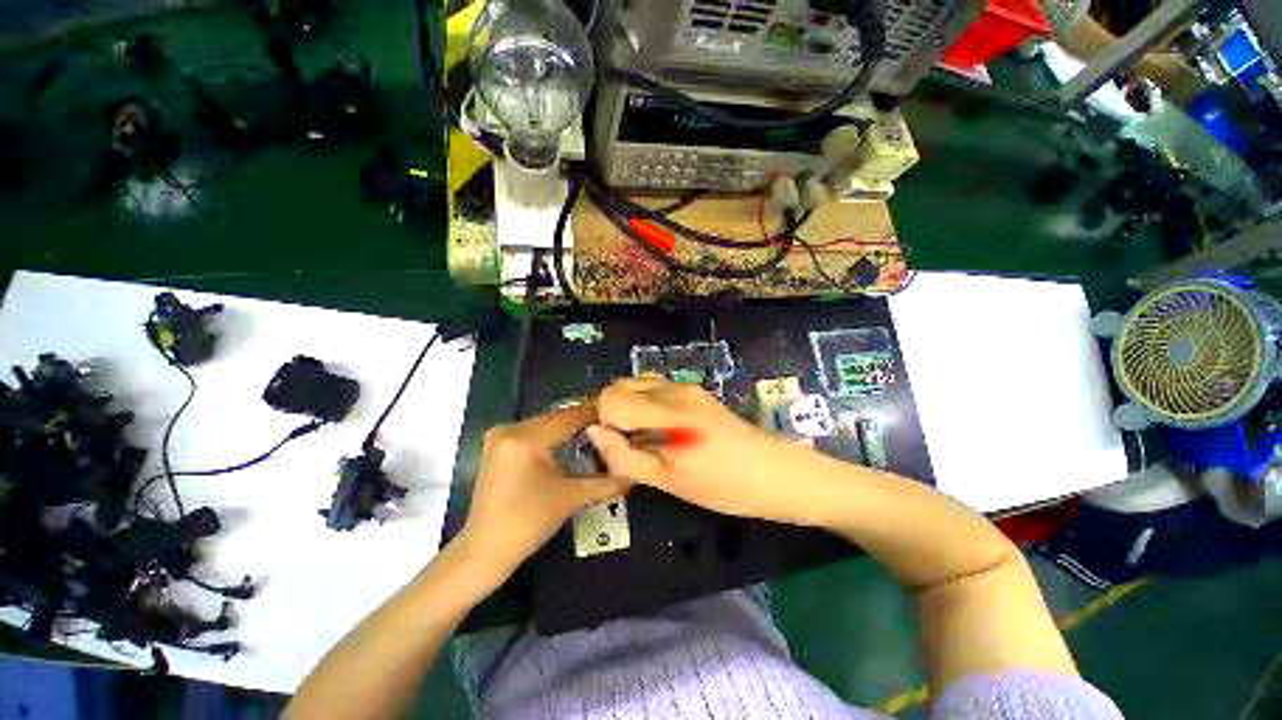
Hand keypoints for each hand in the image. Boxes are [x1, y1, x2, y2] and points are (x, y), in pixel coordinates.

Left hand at [458, 403, 631, 575]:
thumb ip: (606, 482)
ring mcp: (500, 436)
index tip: (621, 414)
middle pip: (558, 417)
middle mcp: (510, 428)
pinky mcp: (498, 446)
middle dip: (586, 421)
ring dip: (570, 428)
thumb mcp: (570, 498)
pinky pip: (535, 432)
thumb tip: (634, 471)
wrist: (483, 551)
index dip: (597, 413)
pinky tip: (572, 443)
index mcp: (525, 438)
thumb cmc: (527, 524)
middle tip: (613, 426)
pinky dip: (554, 436)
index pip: (570, 416)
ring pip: (547, 423)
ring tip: (598, 433)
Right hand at [587, 377, 839, 525]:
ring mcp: (687, 387)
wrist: (780, 474)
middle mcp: (674, 389)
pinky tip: (663, 431)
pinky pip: (656, 389)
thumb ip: (626, 456)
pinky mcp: (696, 391)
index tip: (616, 446)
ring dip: (629, 407)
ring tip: (644, 439)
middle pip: (621, 384)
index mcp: (667, 412)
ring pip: (638, 384)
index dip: (603, 421)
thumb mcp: (670, 482)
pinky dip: (646, 404)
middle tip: (627, 444)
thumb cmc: (725, 487)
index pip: (610, 397)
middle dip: (613, 411)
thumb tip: (594, 432)